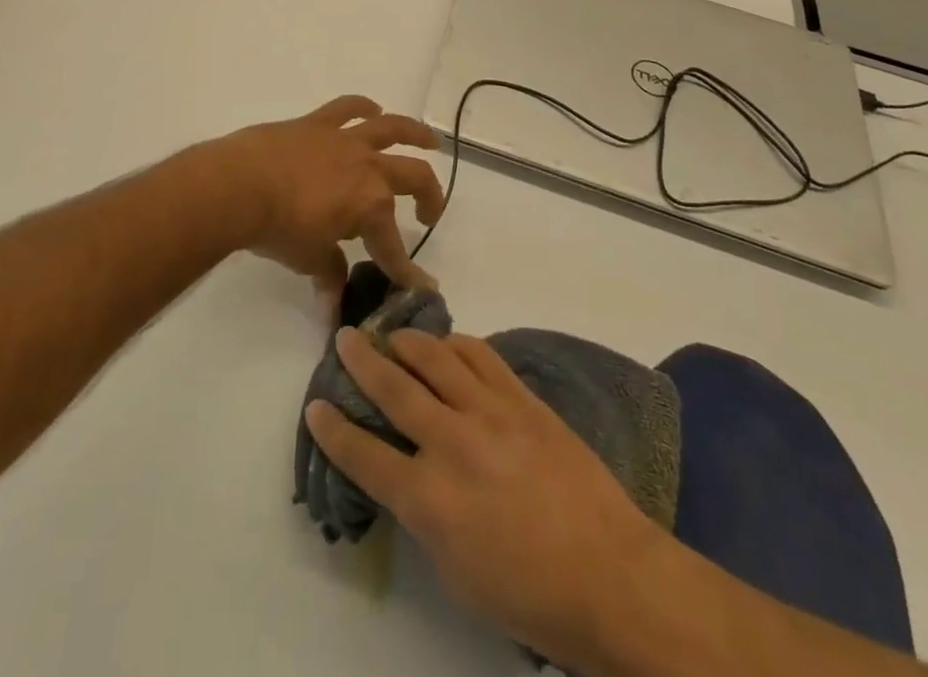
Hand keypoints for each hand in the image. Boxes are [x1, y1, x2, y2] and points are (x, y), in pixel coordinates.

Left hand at [212, 96, 443, 297]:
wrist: (239, 185)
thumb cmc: (277, 228)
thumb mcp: (308, 259)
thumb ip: (329, 273)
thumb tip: (333, 301)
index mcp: (371, 206)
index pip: (393, 246)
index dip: (405, 270)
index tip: (418, 286)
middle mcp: (368, 168)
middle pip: (413, 178)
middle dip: (429, 197)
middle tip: (429, 212)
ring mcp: (345, 140)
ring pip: (392, 129)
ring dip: (416, 134)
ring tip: (430, 140)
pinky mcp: (318, 123)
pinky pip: (347, 107)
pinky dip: (363, 106)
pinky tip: (372, 109)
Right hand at [304, 326, 663, 672]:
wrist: (611, 576)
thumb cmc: (530, 594)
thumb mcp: (457, 573)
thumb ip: (424, 516)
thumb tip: (409, 476)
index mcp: (430, 499)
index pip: (364, 455)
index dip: (333, 429)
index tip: (315, 405)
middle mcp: (452, 443)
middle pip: (393, 388)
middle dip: (361, 360)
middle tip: (344, 337)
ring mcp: (489, 413)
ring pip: (435, 357)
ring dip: (406, 340)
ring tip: (392, 333)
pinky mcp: (522, 398)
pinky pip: (481, 355)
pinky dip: (457, 344)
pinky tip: (448, 344)